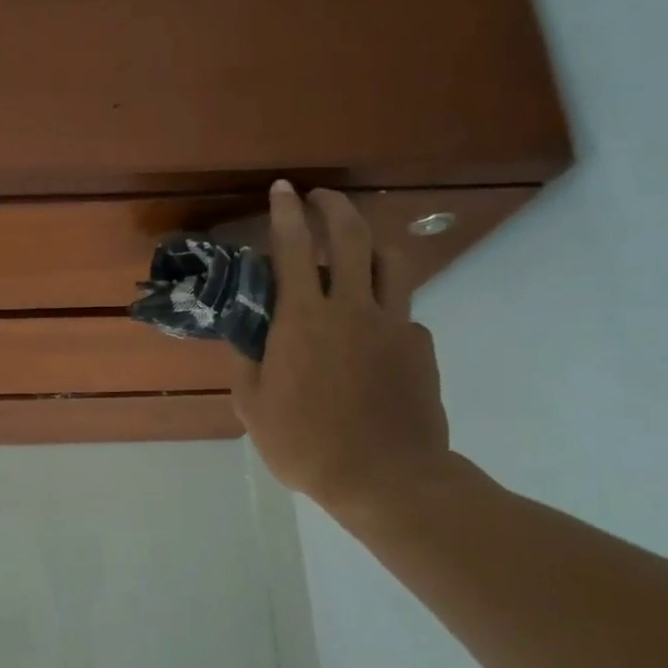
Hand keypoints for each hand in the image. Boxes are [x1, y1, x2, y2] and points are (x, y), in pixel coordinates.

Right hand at [231, 183, 451, 515]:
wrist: (385, 477)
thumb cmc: (306, 445)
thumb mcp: (253, 409)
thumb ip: (247, 365)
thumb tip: (247, 339)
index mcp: (302, 321)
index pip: (291, 249)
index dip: (285, 213)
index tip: (283, 189)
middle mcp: (350, 309)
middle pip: (350, 237)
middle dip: (333, 207)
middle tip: (320, 197)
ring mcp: (393, 323)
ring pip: (389, 261)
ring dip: (369, 244)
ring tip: (355, 250)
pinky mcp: (420, 345)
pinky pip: (402, 311)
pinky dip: (383, 308)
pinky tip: (372, 337)